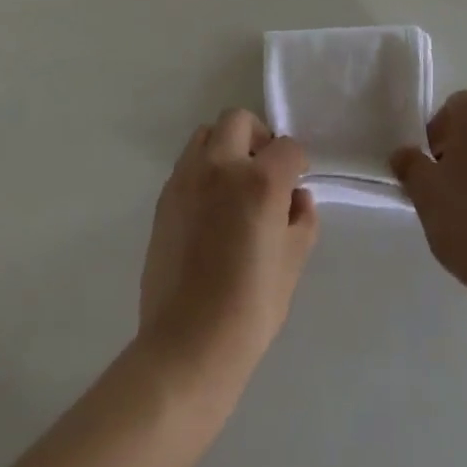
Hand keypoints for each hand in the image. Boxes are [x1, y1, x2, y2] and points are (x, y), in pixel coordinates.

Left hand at [138, 109, 319, 377]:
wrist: (186, 346)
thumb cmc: (249, 309)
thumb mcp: (292, 264)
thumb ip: (301, 220)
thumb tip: (297, 198)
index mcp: (260, 181)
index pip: (287, 147)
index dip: (297, 163)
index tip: (296, 183)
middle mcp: (221, 166)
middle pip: (239, 120)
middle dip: (257, 137)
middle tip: (264, 169)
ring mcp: (187, 178)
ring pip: (206, 134)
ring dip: (225, 147)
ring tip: (233, 185)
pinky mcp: (164, 197)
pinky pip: (187, 164)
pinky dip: (202, 170)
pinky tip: (210, 208)